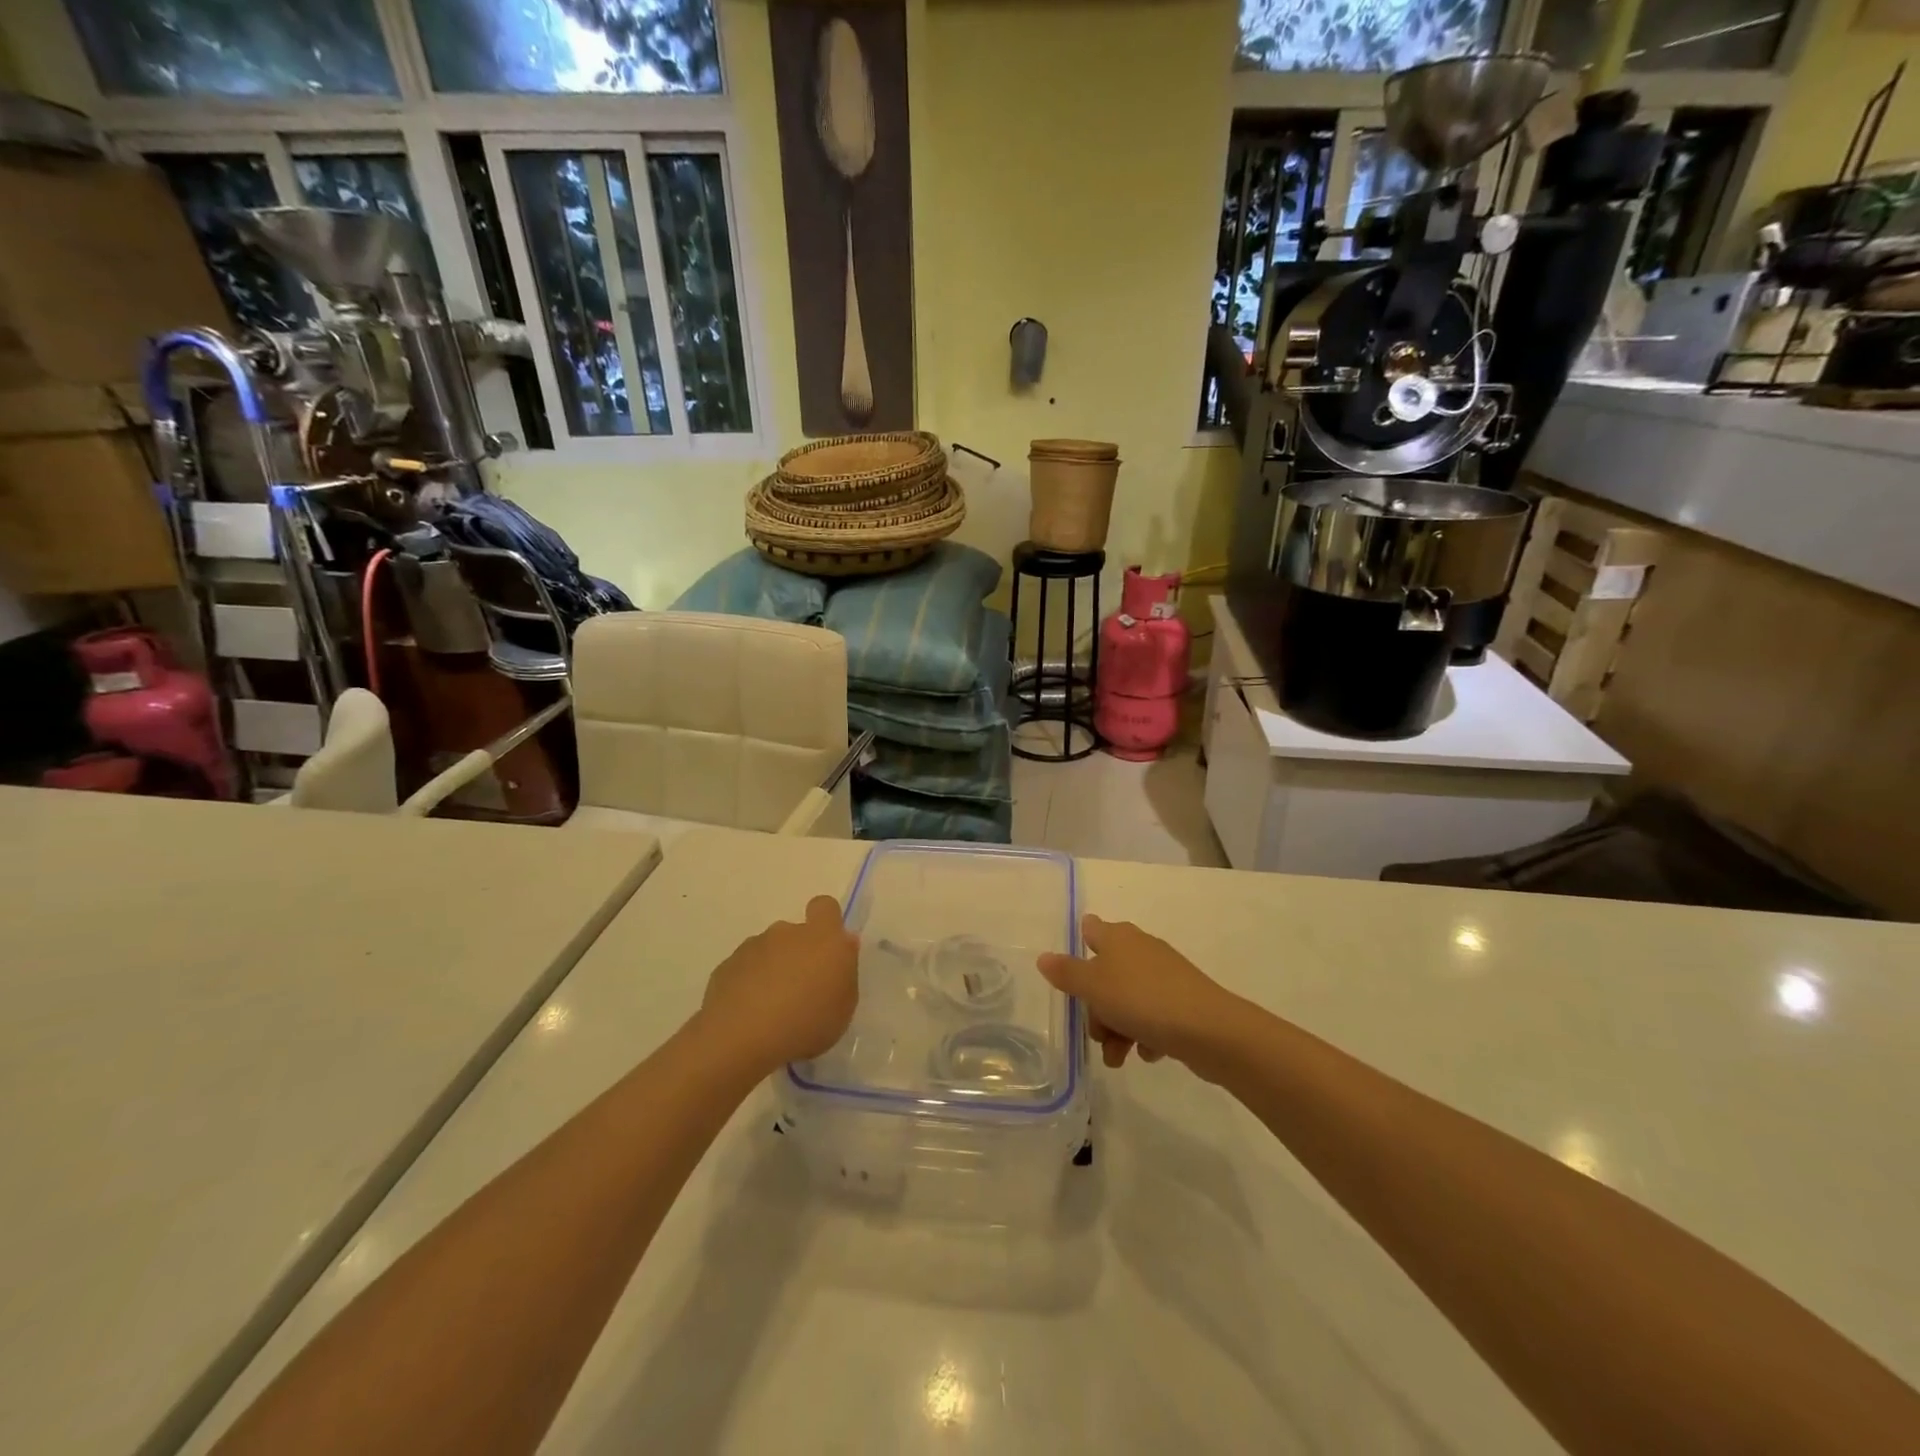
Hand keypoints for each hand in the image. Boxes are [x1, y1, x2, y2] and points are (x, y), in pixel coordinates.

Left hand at [701, 896, 857, 1072]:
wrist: (741, 1039)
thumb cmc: (806, 1023)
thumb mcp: (844, 1007)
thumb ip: (844, 972)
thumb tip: (842, 948)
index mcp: (822, 938)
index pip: (825, 906)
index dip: (826, 922)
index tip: (827, 950)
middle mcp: (786, 933)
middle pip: (795, 933)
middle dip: (797, 955)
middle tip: (800, 992)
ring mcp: (753, 947)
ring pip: (768, 952)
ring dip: (772, 971)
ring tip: (771, 1010)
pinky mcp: (726, 966)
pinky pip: (744, 970)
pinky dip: (747, 986)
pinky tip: (748, 1016)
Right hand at [1037, 915, 1233, 1069]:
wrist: (1209, 1029)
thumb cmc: (1142, 1000)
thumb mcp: (1093, 986)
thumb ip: (1066, 972)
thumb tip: (1043, 957)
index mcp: (1118, 937)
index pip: (1090, 929)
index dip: (1078, 947)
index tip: (1071, 978)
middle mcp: (1141, 949)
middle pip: (1105, 974)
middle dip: (1096, 1008)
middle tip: (1098, 1035)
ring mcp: (1164, 976)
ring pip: (1127, 999)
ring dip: (1117, 1029)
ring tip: (1119, 1059)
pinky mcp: (1183, 1001)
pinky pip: (1153, 1016)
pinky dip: (1145, 1035)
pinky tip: (1147, 1053)